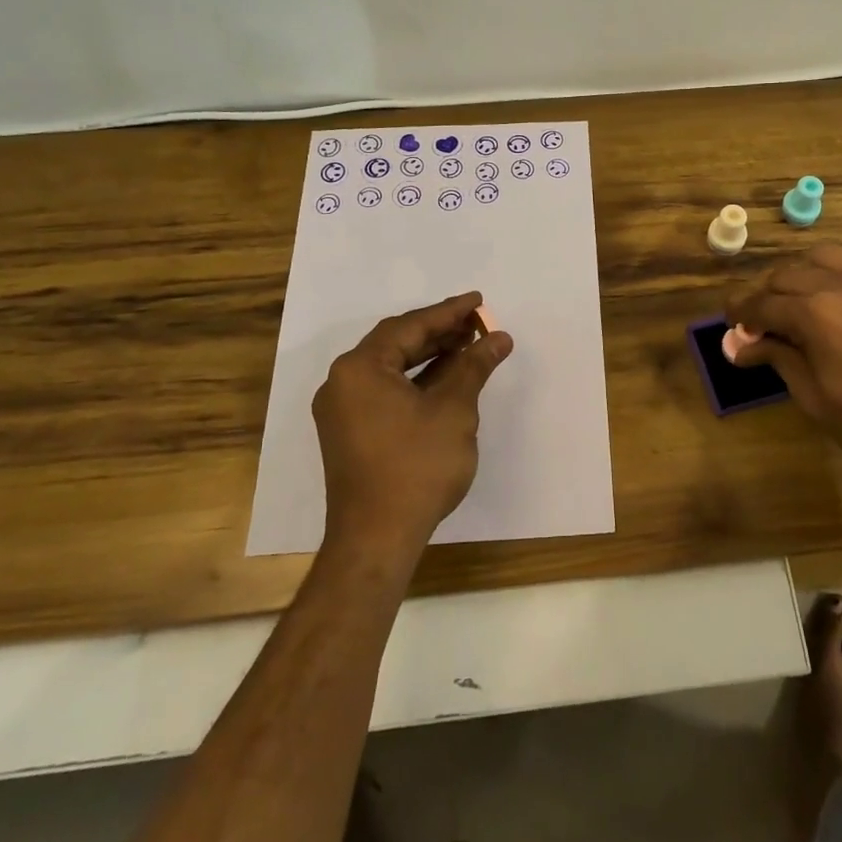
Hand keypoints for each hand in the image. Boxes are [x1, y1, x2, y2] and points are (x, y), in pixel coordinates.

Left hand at [313, 293, 512, 561]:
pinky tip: (446, 380)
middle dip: (439, 332)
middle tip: (477, 323)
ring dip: (429, 356)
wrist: (377, 539)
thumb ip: (474, 366)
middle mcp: (343, 382)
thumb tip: (498, 338)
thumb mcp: (453, 410)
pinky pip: (385, 391)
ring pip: (391, 368)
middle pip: (396, 343)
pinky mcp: (350, 433)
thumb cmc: (416, 467)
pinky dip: (416, 382)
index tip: (478, 301)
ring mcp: (343, 410)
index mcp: (360, 368)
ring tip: (468, 347)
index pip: (409, 327)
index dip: (448, 312)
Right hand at [726, 244, 841, 465]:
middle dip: (763, 297)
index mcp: (814, 314)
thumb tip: (740, 347)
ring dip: (793, 278)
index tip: (730, 325)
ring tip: (791, 304)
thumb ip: (777, 361)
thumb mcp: (815, 398)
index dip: (740, 314)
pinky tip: (825, 299)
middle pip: (783, 277)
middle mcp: (836, 285)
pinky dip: (823, 272)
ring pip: (814, 259)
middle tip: (757, 324)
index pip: (762, 305)